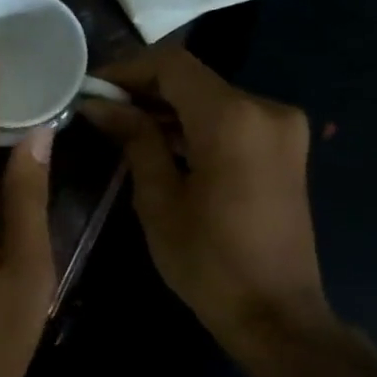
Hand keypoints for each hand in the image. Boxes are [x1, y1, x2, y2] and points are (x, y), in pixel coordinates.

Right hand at [82, 48, 335, 359]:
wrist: (275, 311)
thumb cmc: (207, 262)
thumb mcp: (159, 200)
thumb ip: (135, 140)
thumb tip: (101, 105)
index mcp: (233, 119)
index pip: (173, 65)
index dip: (126, 69)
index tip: (90, 89)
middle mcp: (266, 109)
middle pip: (194, 79)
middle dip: (144, 89)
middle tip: (99, 111)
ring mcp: (282, 128)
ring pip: (212, 98)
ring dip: (168, 109)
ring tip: (122, 128)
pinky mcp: (285, 148)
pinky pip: (231, 120)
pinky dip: (195, 125)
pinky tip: (161, 144)